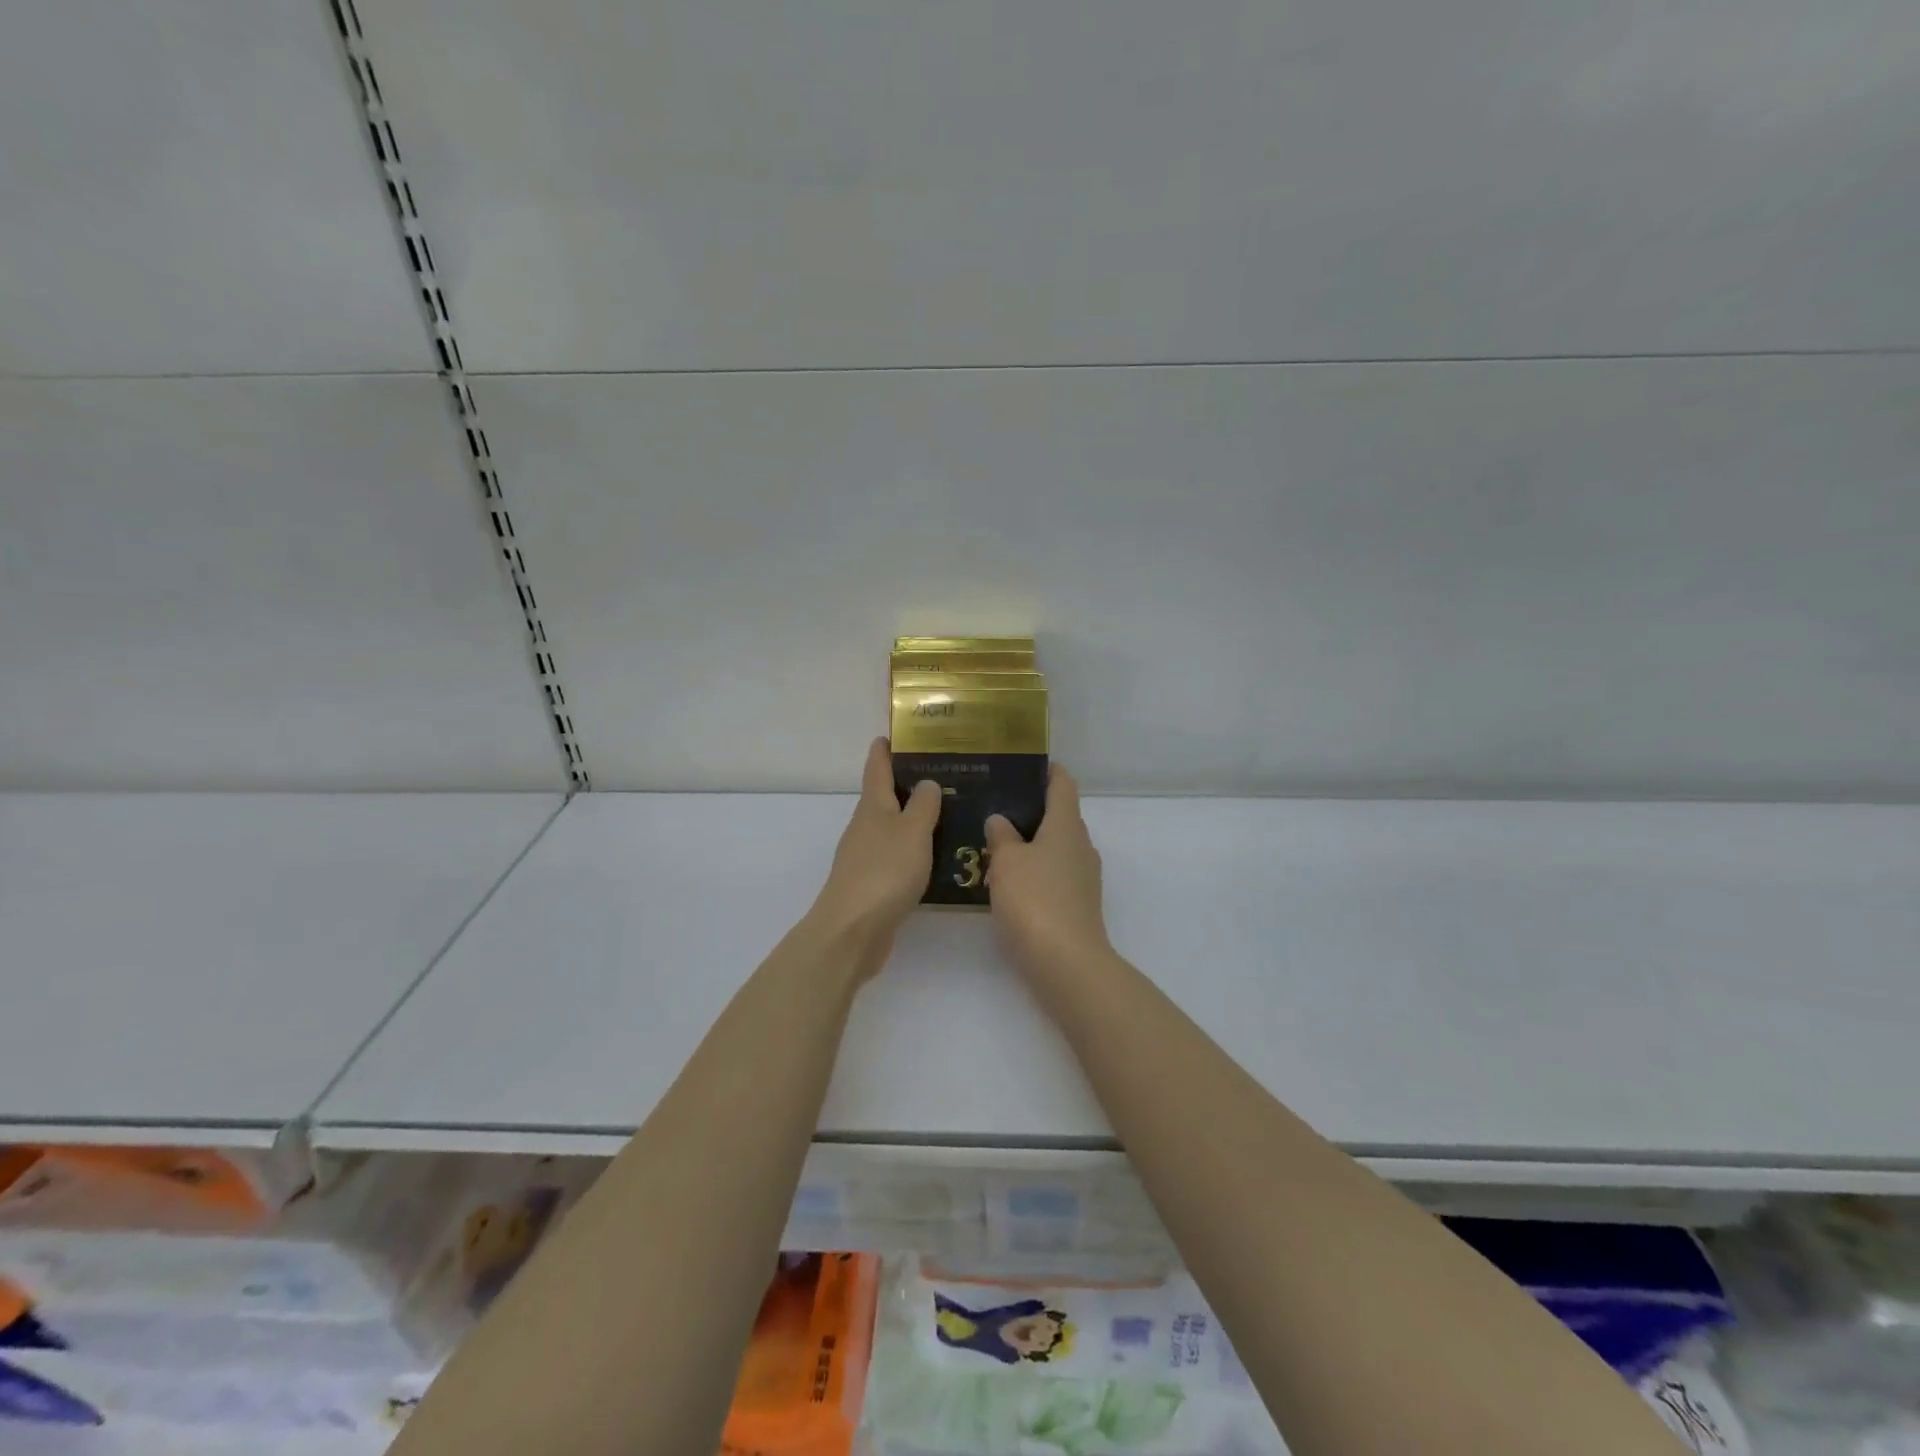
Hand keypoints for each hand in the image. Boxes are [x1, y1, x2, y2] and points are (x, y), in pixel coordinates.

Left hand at [806, 737, 941, 979]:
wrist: (853, 930)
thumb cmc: (885, 871)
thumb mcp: (912, 831)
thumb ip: (922, 805)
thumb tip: (926, 782)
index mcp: (872, 807)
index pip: (876, 769)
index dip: (882, 751)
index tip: (890, 735)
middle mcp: (864, 827)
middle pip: (882, 799)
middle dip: (903, 786)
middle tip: (937, 775)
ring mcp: (864, 857)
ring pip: (889, 829)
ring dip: (909, 820)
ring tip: (941, 815)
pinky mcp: (870, 885)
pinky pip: (894, 857)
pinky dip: (910, 850)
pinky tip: (930, 857)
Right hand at [984, 764, 1112, 978]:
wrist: (1066, 963)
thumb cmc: (1035, 900)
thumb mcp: (1007, 861)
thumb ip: (1001, 835)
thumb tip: (1000, 820)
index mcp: (1067, 825)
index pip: (1063, 785)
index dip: (1048, 771)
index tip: (1026, 765)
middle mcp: (1080, 846)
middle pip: (1059, 817)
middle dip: (1031, 810)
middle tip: (995, 805)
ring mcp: (1082, 878)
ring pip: (1055, 848)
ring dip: (1030, 843)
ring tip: (994, 842)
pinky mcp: (1077, 905)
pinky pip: (1053, 875)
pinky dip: (1034, 871)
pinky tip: (1007, 880)